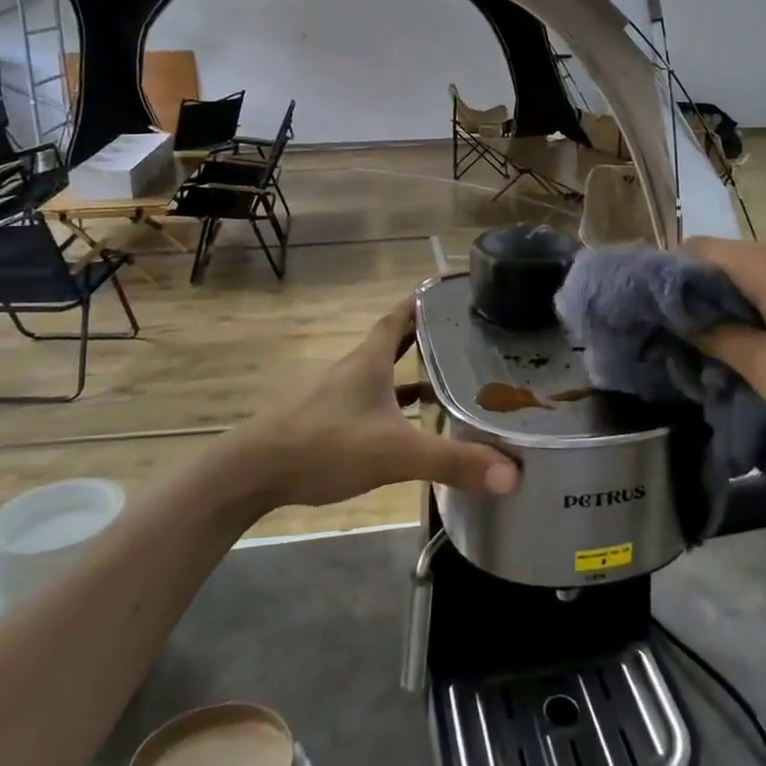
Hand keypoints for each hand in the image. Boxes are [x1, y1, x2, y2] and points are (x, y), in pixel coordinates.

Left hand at [222, 297, 520, 510]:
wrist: (253, 471)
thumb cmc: (325, 444)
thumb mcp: (395, 452)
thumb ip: (452, 461)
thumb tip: (513, 473)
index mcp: (369, 359)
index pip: (400, 315)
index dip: (424, 301)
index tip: (452, 291)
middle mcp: (354, 368)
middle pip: (394, 342)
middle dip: (426, 337)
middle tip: (464, 336)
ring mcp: (337, 394)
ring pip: (382, 374)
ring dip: (410, 373)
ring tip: (448, 380)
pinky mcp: (326, 420)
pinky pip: (370, 403)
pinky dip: (392, 406)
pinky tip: (407, 425)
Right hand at [684, 237, 765, 479]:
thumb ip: (723, 342)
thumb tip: (682, 320)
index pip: (697, 250)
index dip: (669, 281)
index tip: (655, 322)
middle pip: (724, 259)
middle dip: (697, 298)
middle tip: (683, 346)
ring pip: (752, 274)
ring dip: (730, 308)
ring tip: (719, 353)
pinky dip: (761, 310)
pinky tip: (763, 348)